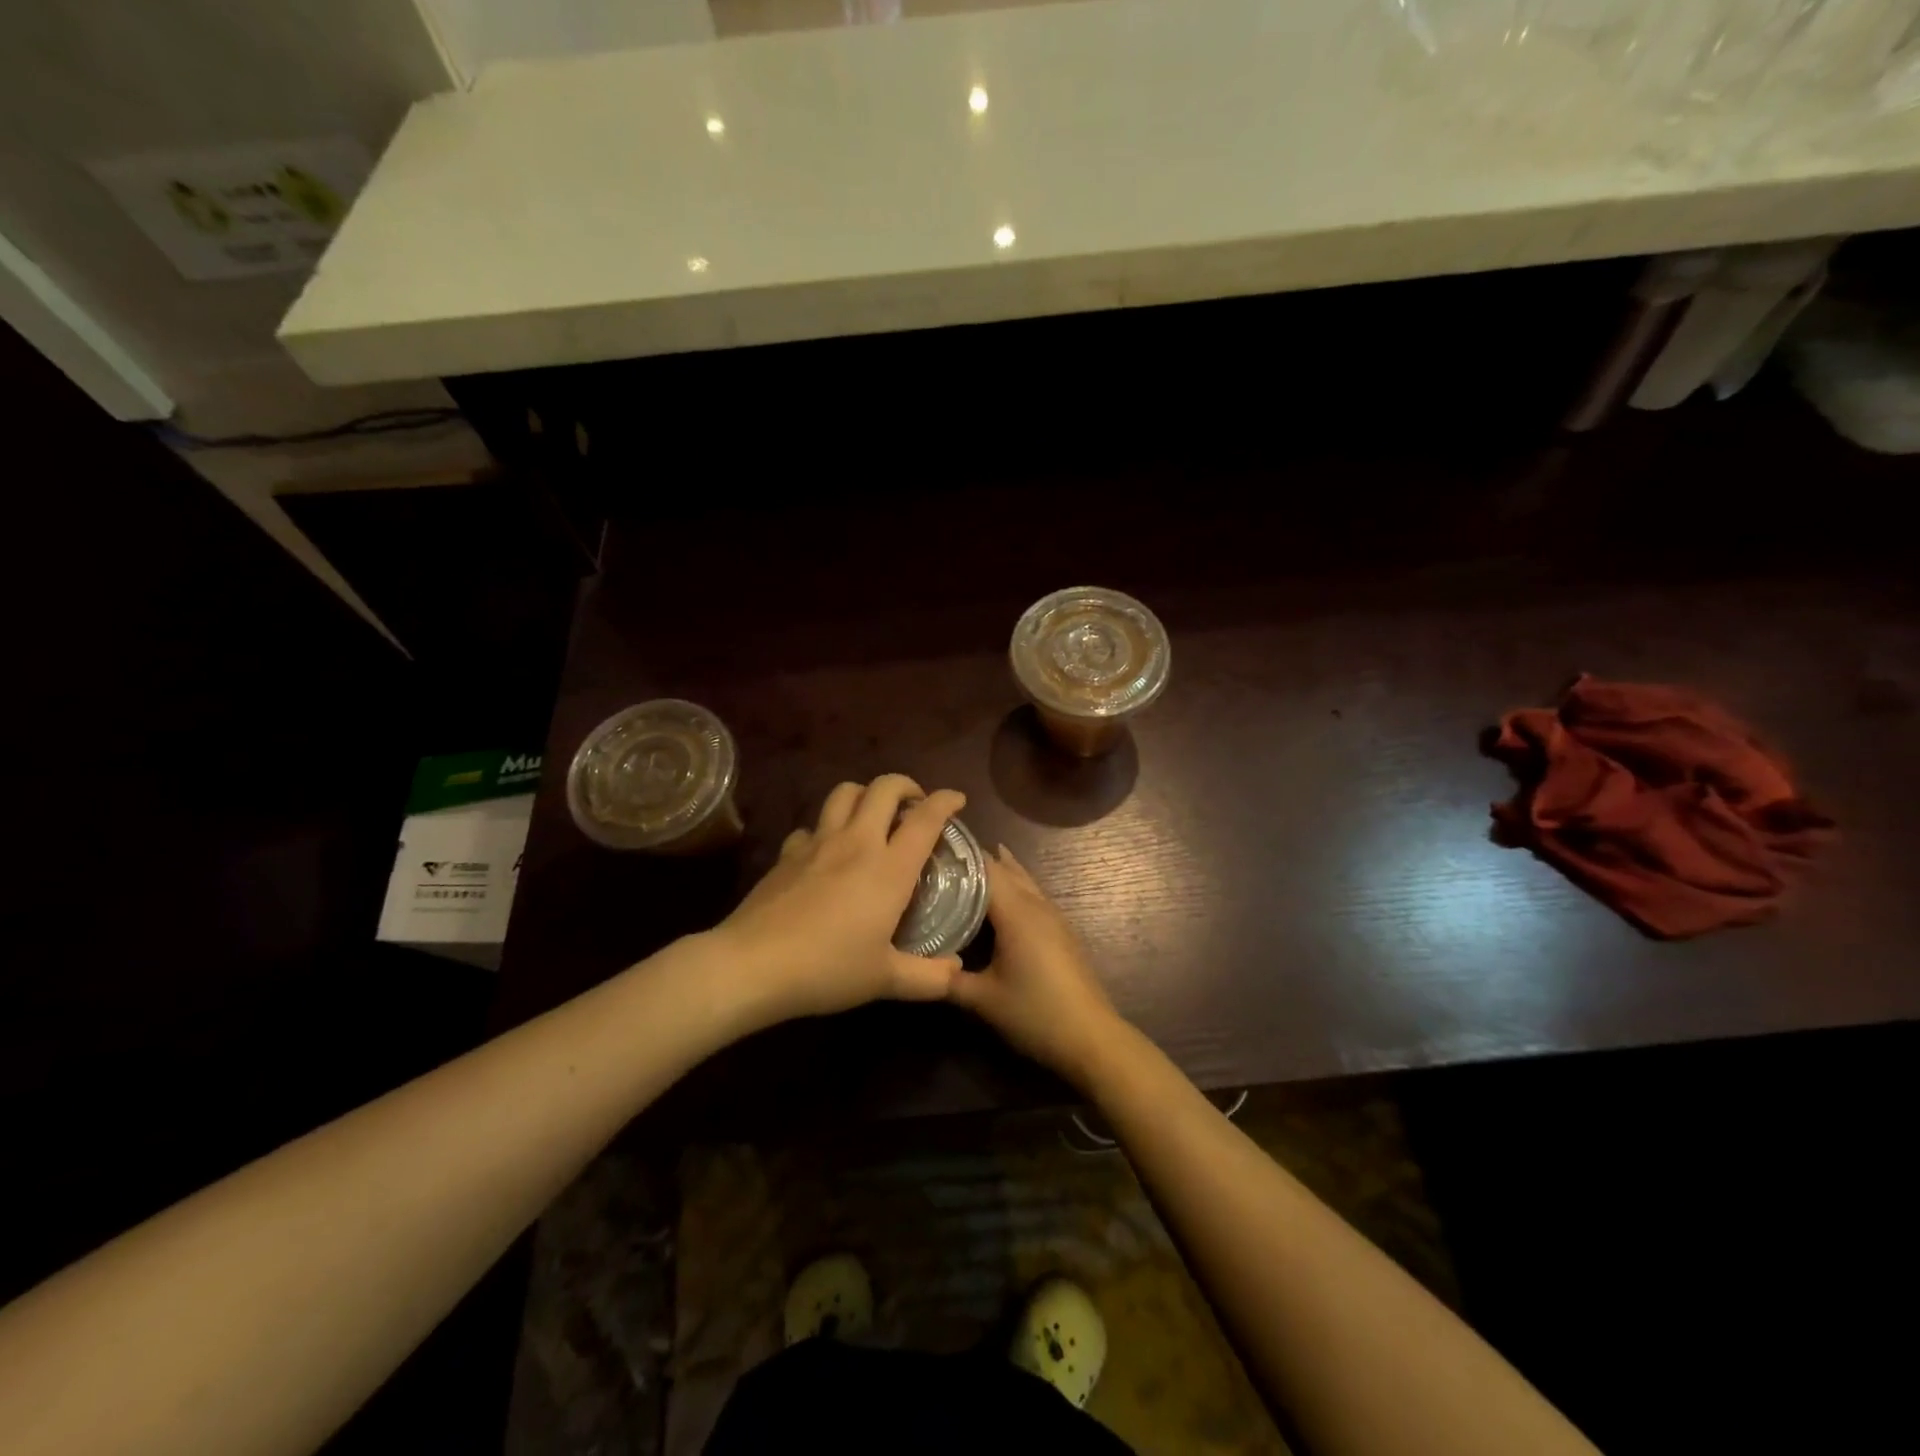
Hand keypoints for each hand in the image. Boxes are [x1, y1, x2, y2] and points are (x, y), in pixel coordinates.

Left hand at [711, 774, 967, 1022]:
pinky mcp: (788, 852)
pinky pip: (812, 825)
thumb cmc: (827, 969)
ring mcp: (818, 843)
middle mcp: (856, 843)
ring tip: (874, 815)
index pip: (924, 819)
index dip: (946, 801)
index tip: (957, 799)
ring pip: (845, 792)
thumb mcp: (885, 980)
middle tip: (915, 805)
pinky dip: (827, 828)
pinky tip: (827, 850)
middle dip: (906, 785)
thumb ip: (928, 978)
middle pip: (884, 788)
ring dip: (866, 794)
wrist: (753, 965)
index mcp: (888, 868)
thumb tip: (957, 971)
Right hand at [946, 845, 1129, 1086]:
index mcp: (1016, 912)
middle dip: (976, 861)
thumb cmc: (1034, 1012)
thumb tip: (919, 967)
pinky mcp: (1062, 931)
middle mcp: (1036, 905)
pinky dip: (1014, 887)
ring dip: (998, 871)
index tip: (931, 848)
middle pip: (1006, 869)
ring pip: (1023, 880)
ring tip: (968, 866)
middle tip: (942, 857)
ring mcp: (1054, 916)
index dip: (960, 854)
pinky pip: (1033, 895)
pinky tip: (1001, 900)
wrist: (1091, 1036)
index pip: (985, 868)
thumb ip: (948, 979)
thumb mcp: (982, 1000)